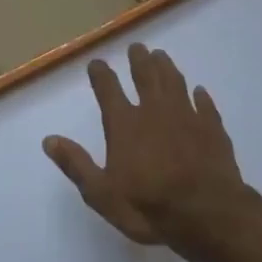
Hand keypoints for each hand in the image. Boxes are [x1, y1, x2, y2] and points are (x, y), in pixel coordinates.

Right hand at [43, 44, 253, 248]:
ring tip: (161, 56)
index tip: (96, 62)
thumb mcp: (102, 194)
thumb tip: (49, 140)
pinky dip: (201, 96)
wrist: (207, 214)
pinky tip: (200, 91)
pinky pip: (205, 105)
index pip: (108, 89)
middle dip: (139, 60)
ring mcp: (187, 116)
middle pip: (145, 76)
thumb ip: (76, 164)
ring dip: (166, 67)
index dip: (101, 74)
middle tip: (137, 47)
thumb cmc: (149, 207)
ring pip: (175, 82)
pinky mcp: (212, 128)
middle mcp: (155, 111)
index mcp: (125, 124)